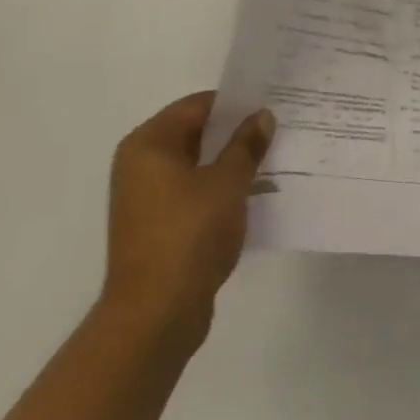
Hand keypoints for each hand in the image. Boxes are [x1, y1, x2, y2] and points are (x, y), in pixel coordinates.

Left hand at [100, 92, 274, 350]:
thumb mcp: (227, 183)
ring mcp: (147, 198)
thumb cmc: (189, 235)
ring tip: (273, 161)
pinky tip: (254, 195)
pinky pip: (193, 194)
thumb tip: (262, 116)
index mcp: (149, 143)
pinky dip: (220, 191)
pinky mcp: (158, 226)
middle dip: (236, 133)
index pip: (197, 105)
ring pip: (197, 166)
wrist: (155, 316)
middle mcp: (141, 164)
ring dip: (231, 164)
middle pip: (195, 134)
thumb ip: (246, 145)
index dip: (235, 103)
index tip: (271, 104)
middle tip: (278, 130)